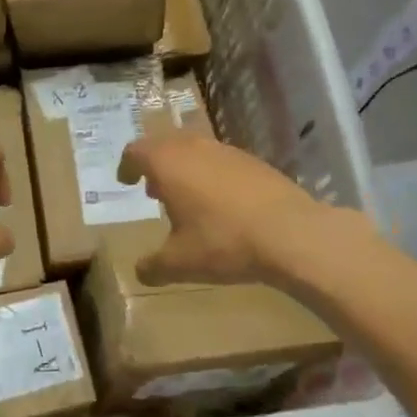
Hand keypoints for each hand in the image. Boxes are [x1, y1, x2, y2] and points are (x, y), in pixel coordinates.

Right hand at [116, 132, 323, 285]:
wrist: (291, 233)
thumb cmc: (223, 242)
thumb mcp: (179, 263)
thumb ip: (152, 266)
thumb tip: (140, 271)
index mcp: (168, 163)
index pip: (136, 151)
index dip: (126, 166)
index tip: (126, 182)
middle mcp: (195, 148)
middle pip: (165, 144)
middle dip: (155, 165)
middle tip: (152, 190)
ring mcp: (228, 152)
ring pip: (195, 150)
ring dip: (184, 169)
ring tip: (186, 199)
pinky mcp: (255, 162)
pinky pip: (221, 162)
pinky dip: (211, 175)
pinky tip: (222, 205)